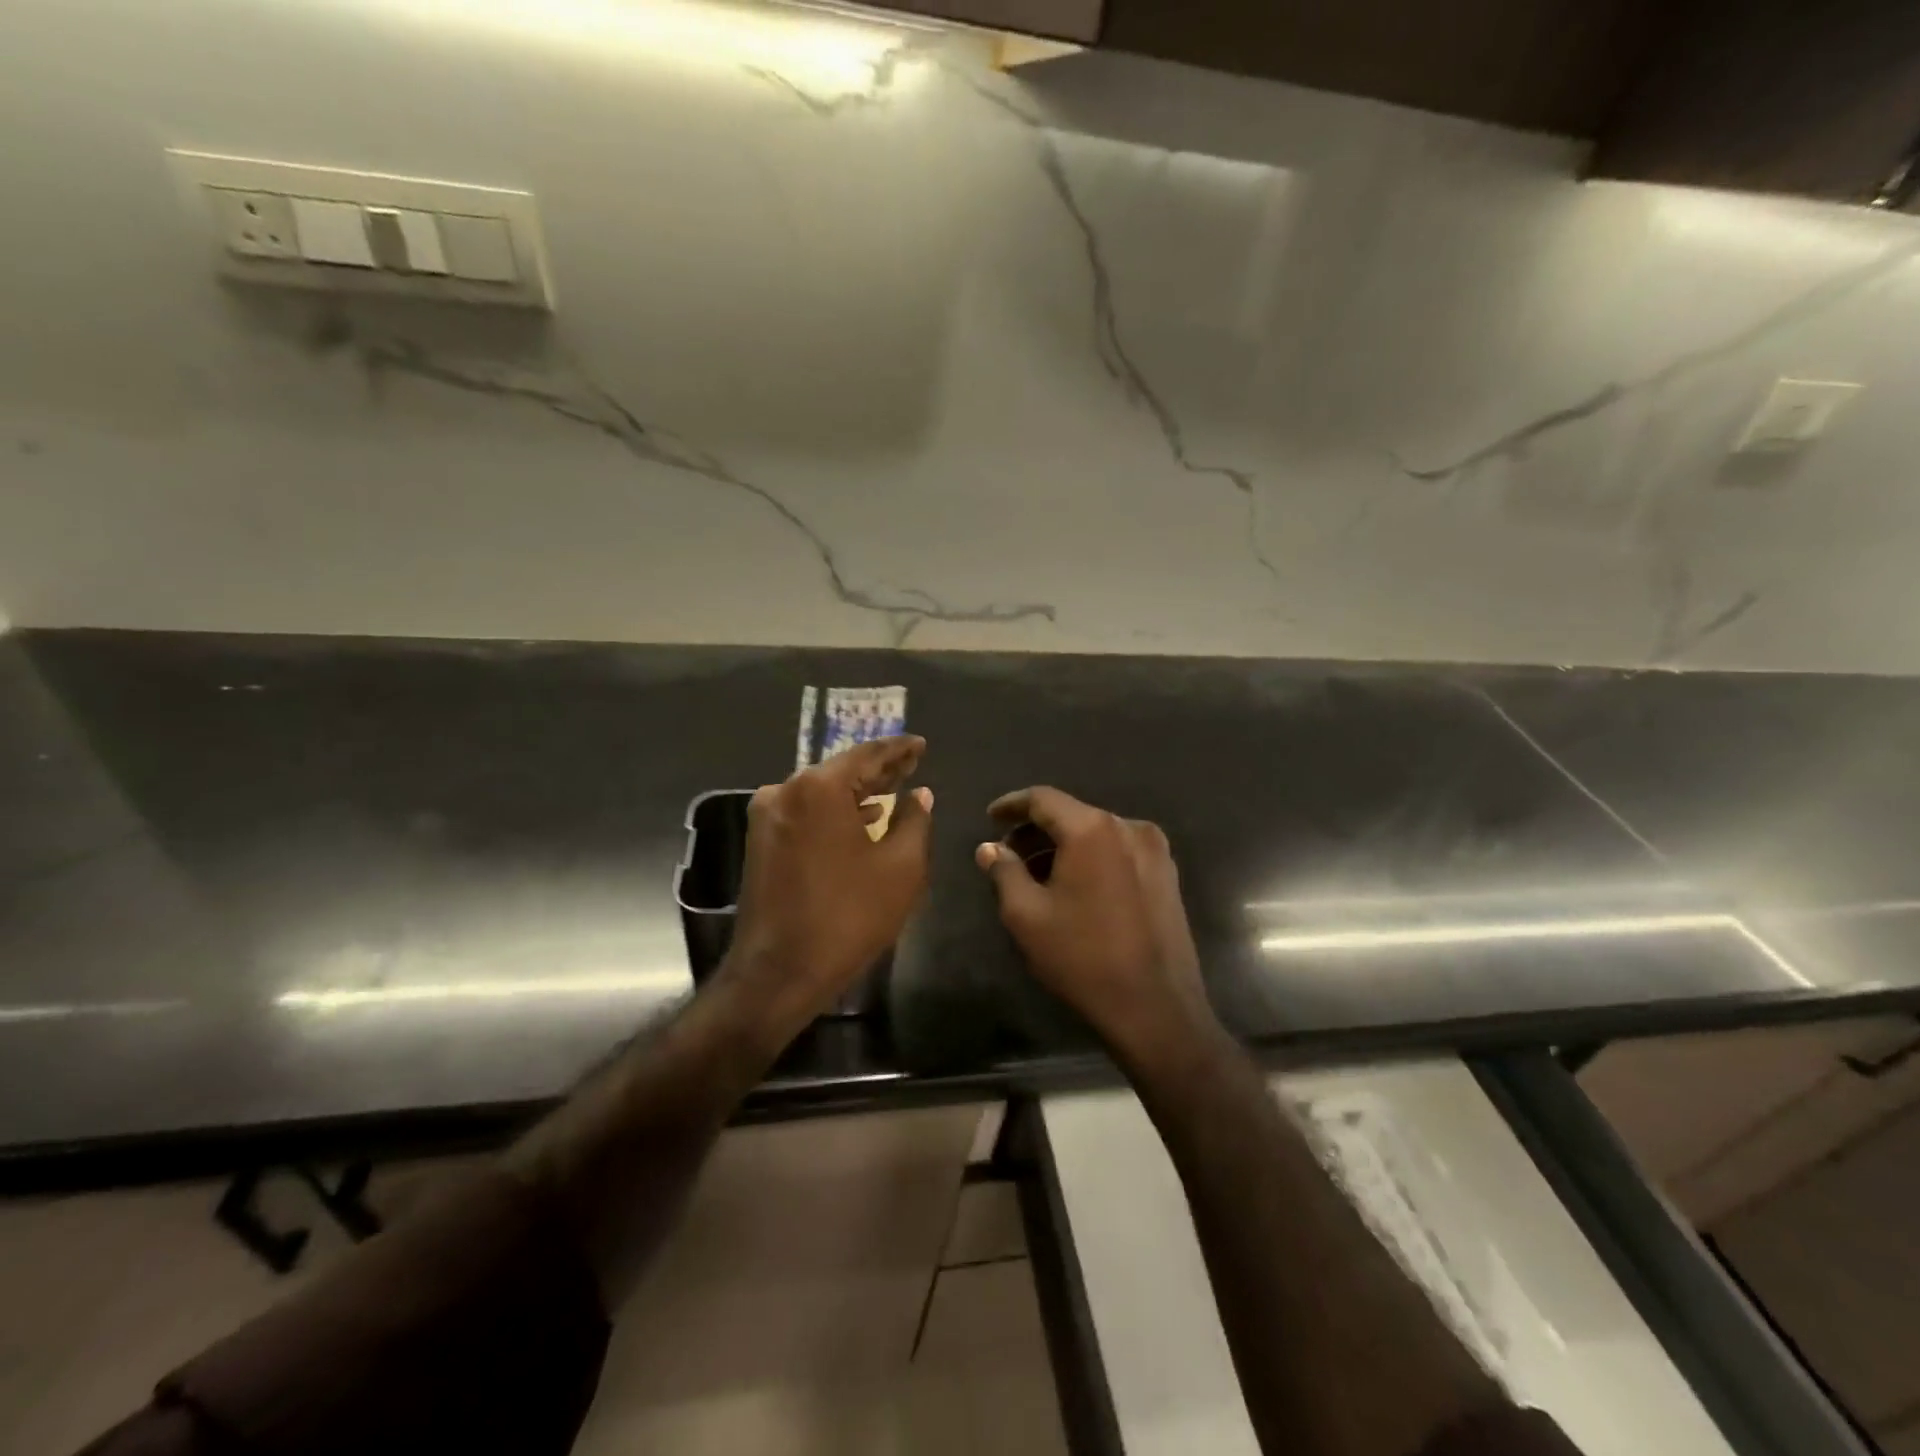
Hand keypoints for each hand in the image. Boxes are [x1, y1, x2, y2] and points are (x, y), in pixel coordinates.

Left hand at [720, 736, 931, 1042]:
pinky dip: (836, 812)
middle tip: (912, 763)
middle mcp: (786, 790)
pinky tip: (862, 819)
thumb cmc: (848, 917)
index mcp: (819, 788)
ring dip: (858, 792)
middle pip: (842, 770)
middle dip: (879, 769)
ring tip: (894, 789)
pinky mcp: (761, 841)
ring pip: (822, 793)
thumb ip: (914, 821)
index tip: (921, 744)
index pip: (868, 755)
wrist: (778, 973)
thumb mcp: (901, 868)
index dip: (899, 750)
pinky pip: (806, 813)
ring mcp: (768, 816)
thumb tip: (920, 795)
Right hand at [975, 786, 1216, 1064]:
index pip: (1043, 799)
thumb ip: (1004, 872)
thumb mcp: (1027, 915)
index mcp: (1093, 829)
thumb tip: (989, 848)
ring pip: (1096, 834)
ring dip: (1063, 847)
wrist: (1156, 1008)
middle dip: (1036, 831)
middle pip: (1072, 814)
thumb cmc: (1083, 958)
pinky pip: (1118, 852)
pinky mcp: (1168, 875)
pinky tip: (1073, 887)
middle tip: (1008, 855)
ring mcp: (1155, 851)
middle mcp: (1129, 828)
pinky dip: (1090, 859)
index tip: (990, 818)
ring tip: (1036, 875)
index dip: (1012, 805)